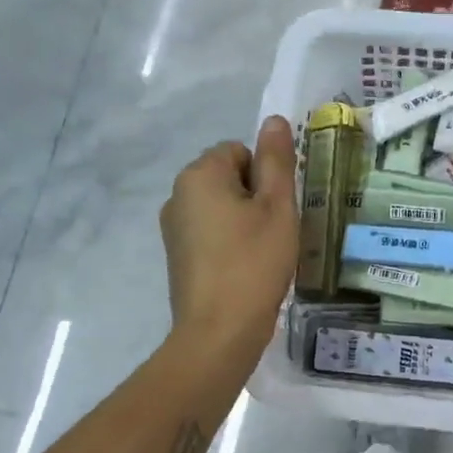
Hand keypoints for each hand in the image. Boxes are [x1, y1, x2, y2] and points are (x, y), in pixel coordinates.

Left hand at [160, 117, 298, 365]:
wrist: (219, 332)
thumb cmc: (254, 262)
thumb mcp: (277, 206)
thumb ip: (277, 160)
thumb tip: (275, 120)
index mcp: (199, 175)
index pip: (240, 151)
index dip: (266, 176)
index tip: (278, 209)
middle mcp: (178, 194)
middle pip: (229, 177)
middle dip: (255, 198)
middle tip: (275, 232)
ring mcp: (173, 228)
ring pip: (221, 207)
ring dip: (245, 221)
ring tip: (263, 254)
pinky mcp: (177, 256)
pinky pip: (211, 233)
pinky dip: (230, 243)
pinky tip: (246, 269)